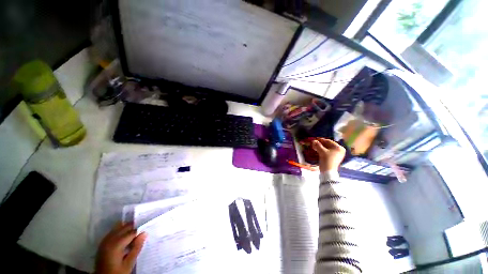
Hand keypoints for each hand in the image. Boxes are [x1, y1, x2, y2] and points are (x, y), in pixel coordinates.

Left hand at [95, 222, 146, 273]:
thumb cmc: (117, 272)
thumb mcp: (129, 263)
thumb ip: (136, 248)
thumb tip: (144, 233)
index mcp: (116, 244)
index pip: (131, 232)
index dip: (140, 230)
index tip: (146, 229)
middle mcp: (109, 240)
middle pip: (123, 227)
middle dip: (133, 227)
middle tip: (142, 230)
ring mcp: (104, 241)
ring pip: (117, 228)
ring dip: (125, 228)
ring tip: (133, 232)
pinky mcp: (102, 244)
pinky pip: (112, 232)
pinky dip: (119, 231)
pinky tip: (123, 236)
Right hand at [312, 138, 345, 172]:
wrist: (328, 171)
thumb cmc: (327, 160)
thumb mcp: (321, 151)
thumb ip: (317, 145)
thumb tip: (313, 141)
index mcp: (339, 148)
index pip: (329, 141)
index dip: (321, 140)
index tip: (314, 139)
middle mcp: (340, 150)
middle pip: (328, 145)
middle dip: (320, 144)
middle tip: (313, 143)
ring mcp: (337, 155)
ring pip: (327, 148)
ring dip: (321, 147)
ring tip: (314, 147)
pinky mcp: (334, 158)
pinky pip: (328, 152)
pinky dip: (323, 151)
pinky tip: (317, 151)